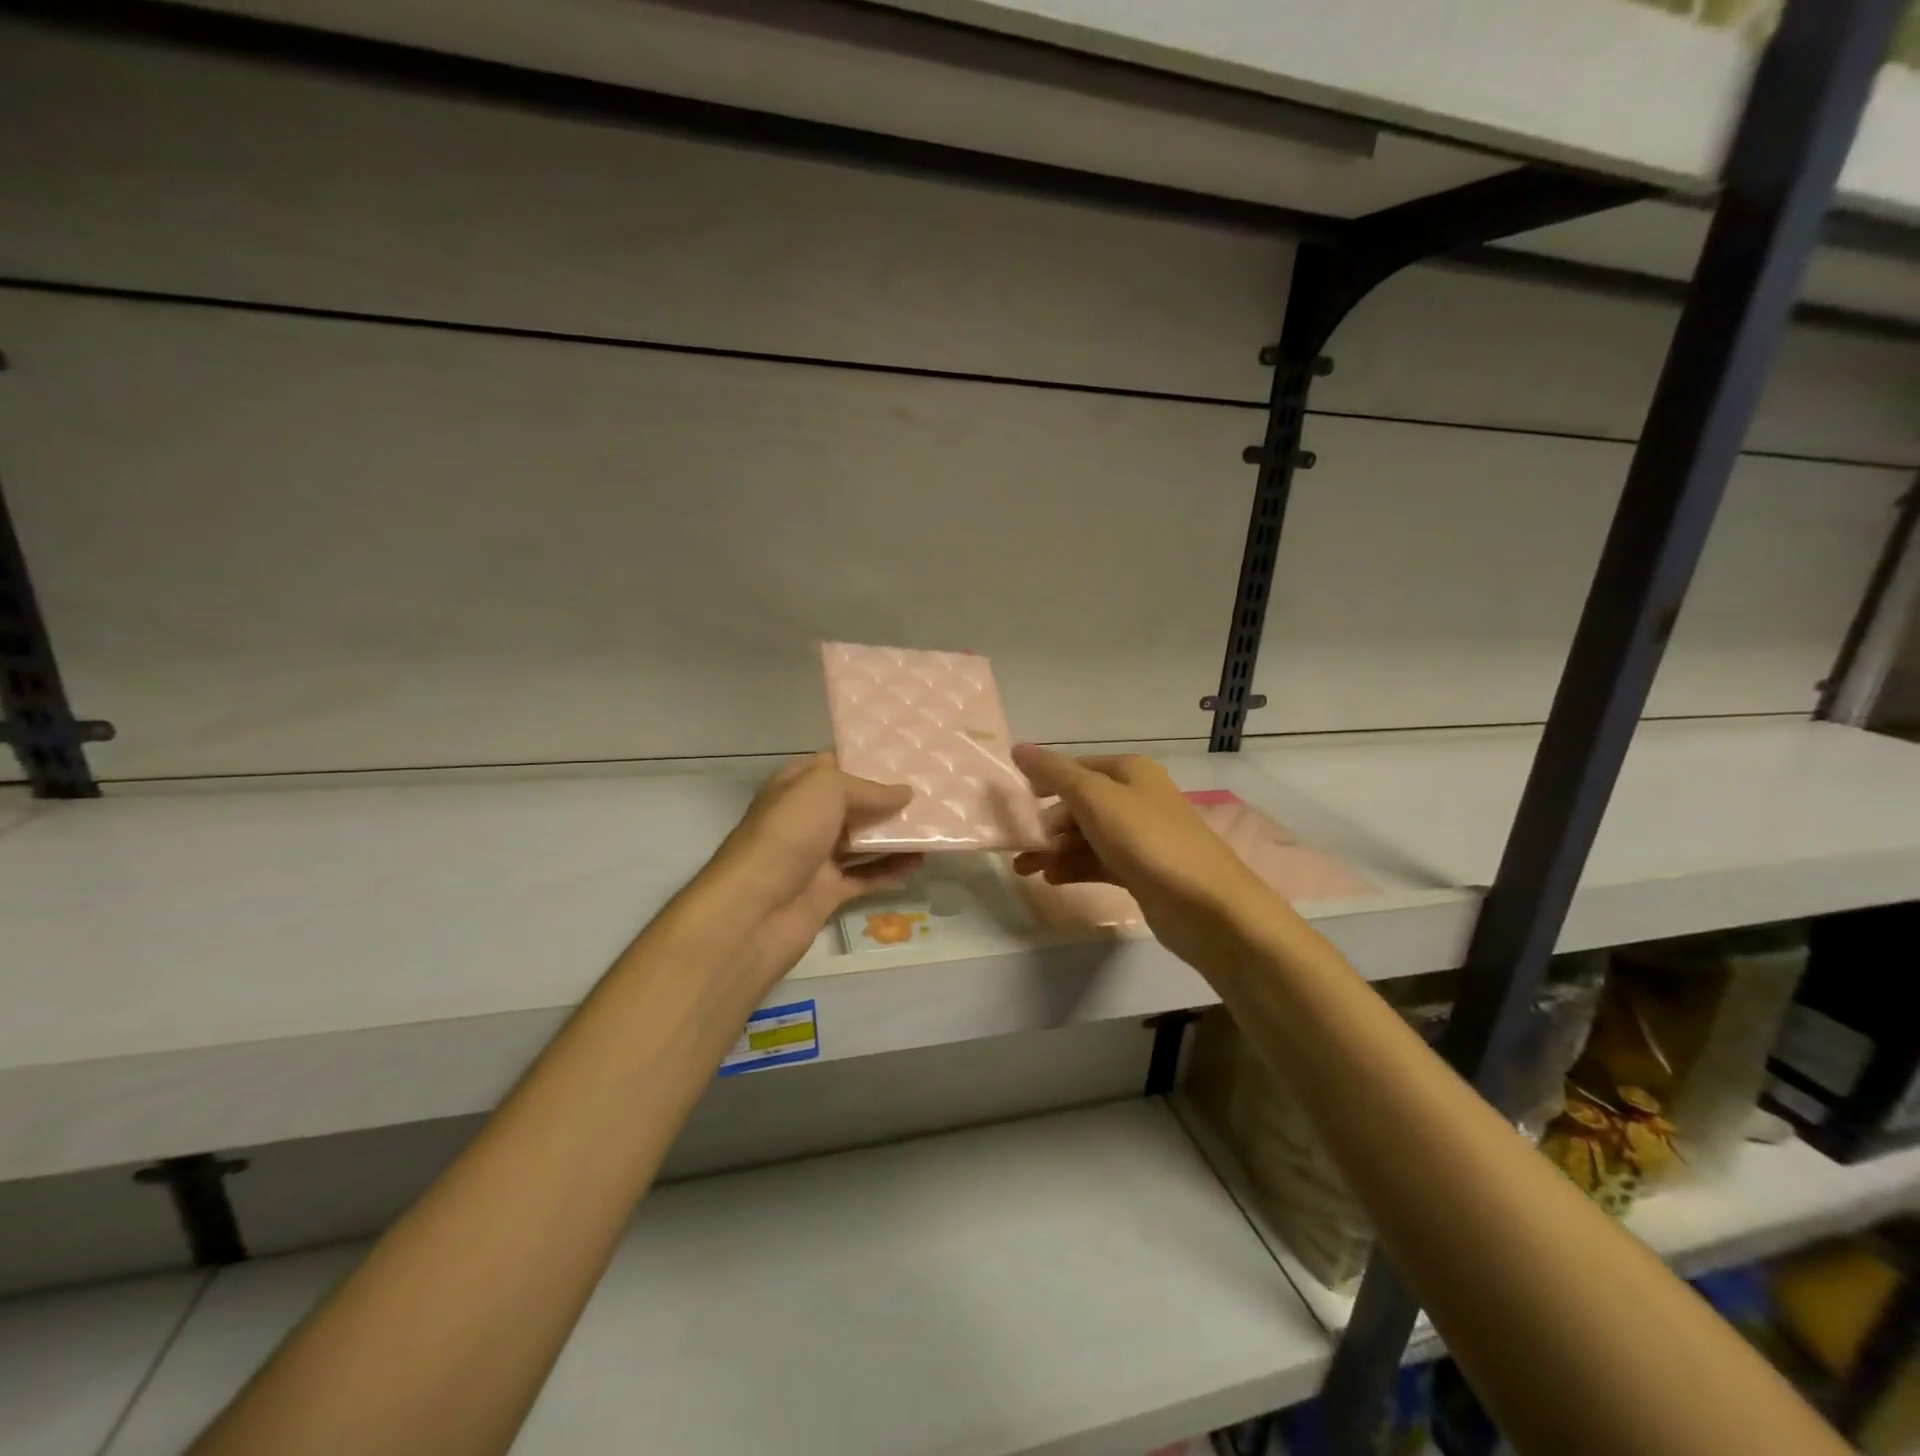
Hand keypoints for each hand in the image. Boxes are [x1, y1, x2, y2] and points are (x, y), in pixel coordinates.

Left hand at [699, 753, 921, 991]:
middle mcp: (805, 820)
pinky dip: (890, 870)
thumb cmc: (787, 834)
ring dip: (894, 836)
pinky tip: (919, 863)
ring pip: (861, 842)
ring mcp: (815, 858)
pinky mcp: (827, 892)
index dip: (865, 761)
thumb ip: (867, 789)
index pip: (832, 766)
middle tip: (930, 792)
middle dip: (887, 799)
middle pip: (851, 805)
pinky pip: (865, 877)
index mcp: (795, 788)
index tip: (905, 758)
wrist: (755, 910)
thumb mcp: (825, 790)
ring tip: (933, 827)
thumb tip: (904, 793)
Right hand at [1010, 744, 1281, 963]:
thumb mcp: (1094, 798)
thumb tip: (1019, 748)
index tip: (1015, 802)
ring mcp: (1140, 837)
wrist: (1204, 905)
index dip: (1045, 781)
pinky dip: (1074, 867)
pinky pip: (1098, 862)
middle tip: (1019, 846)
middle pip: (1079, 804)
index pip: (1077, 768)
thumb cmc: (1146, 839)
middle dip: (1047, 824)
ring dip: (1054, 850)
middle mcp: (1136, 798)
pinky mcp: (1141, 871)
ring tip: (1025, 870)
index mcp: (1130, 772)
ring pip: (1086, 836)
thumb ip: (1054, 774)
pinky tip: (1052, 880)